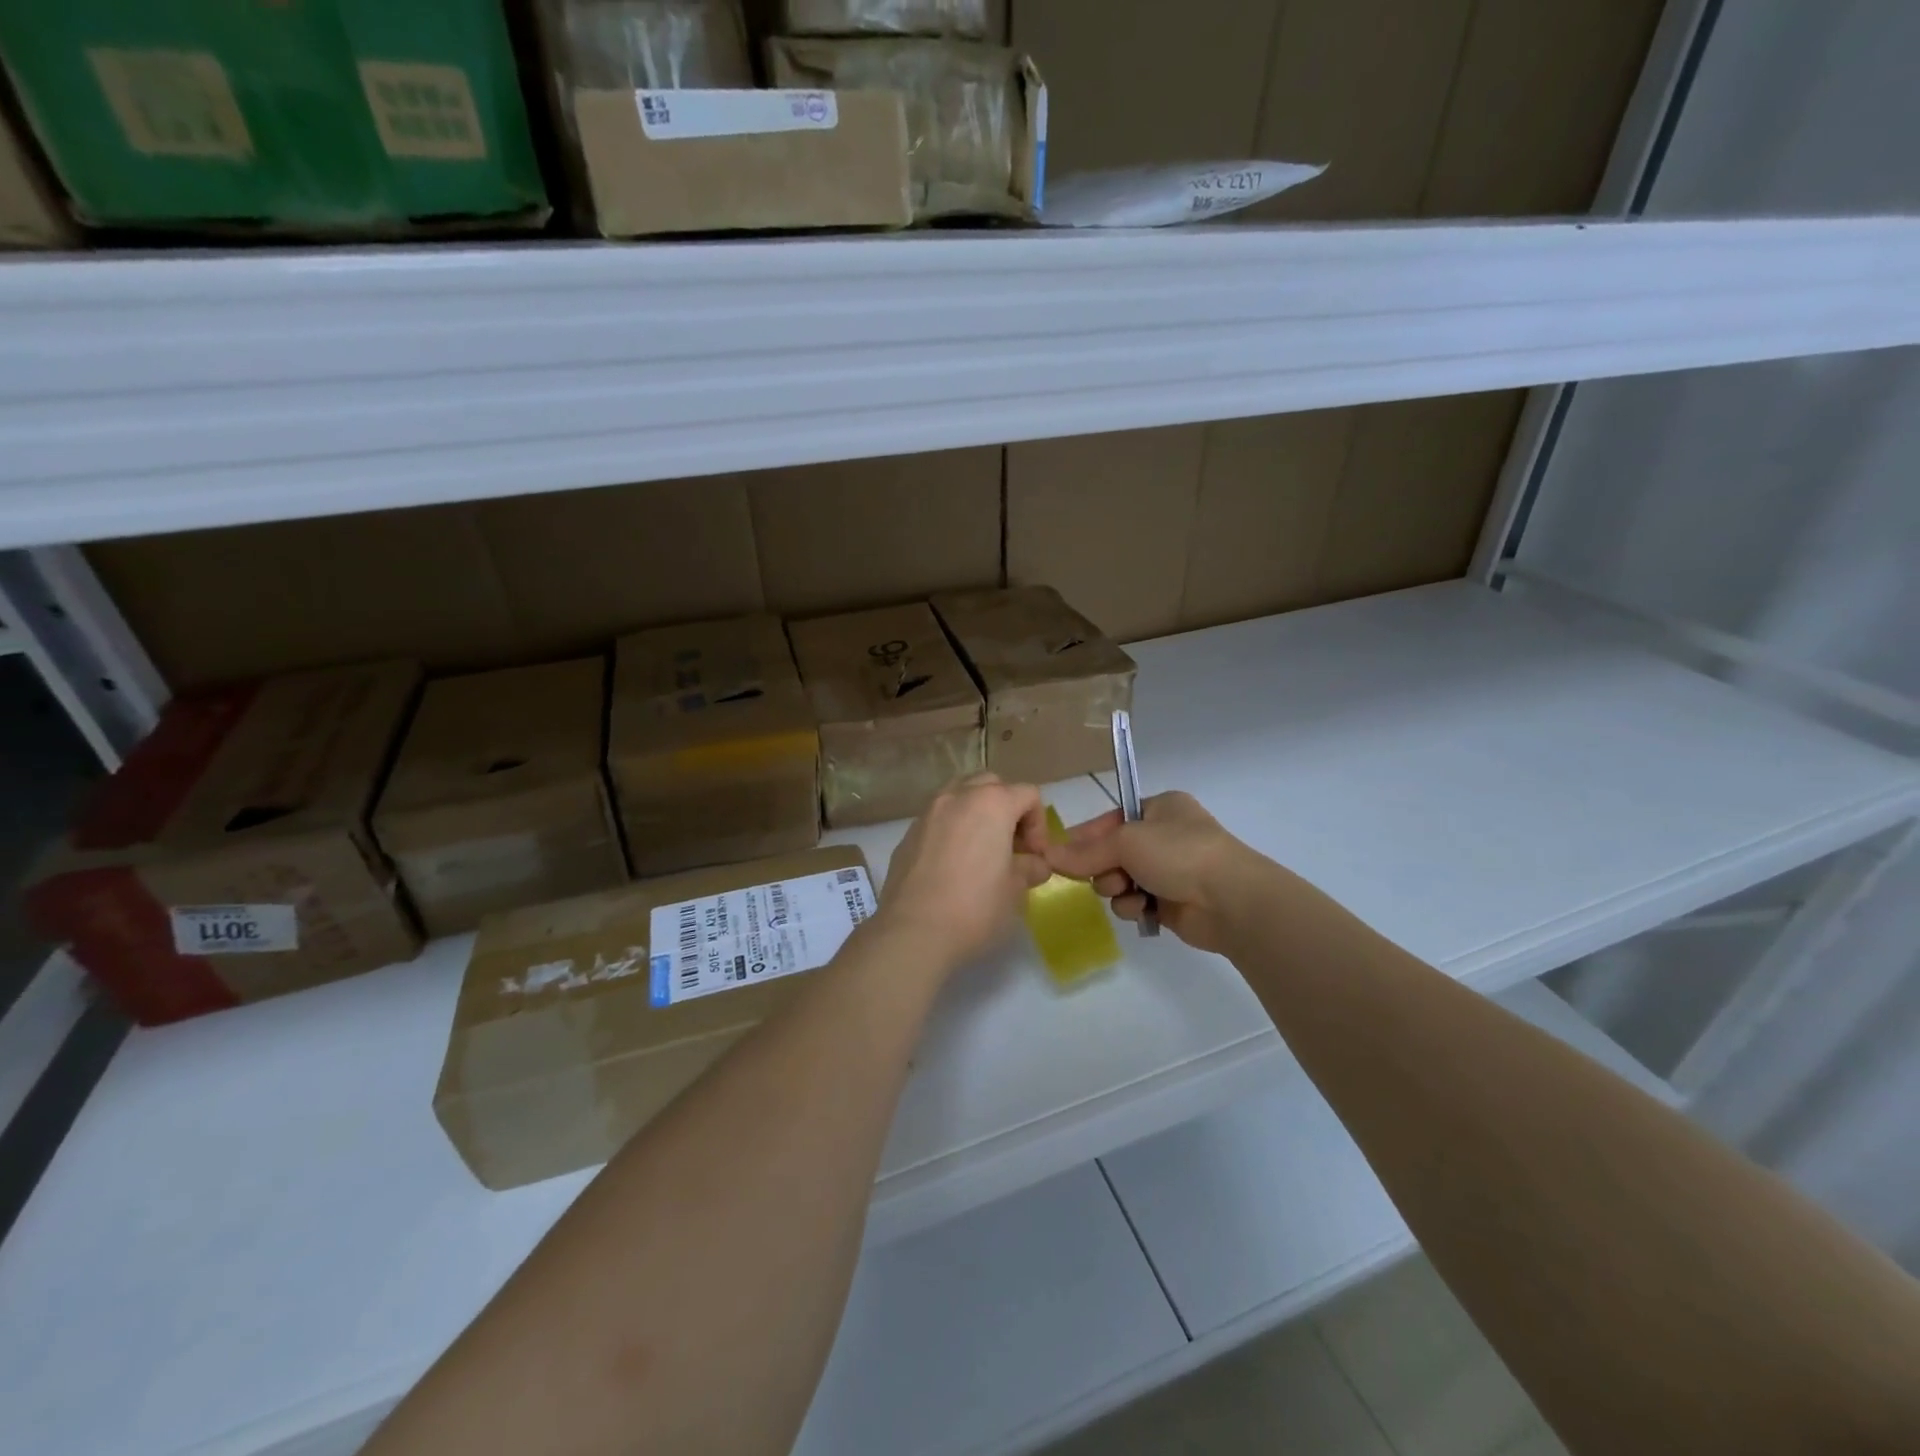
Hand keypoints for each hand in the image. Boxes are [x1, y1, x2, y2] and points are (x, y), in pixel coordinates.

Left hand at [877, 773, 1053, 974]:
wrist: (913, 930)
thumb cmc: (975, 906)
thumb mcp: (1015, 889)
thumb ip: (1030, 868)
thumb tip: (1035, 864)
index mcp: (991, 803)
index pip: (1028, 794)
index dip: (1039, 824)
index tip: (1035, 856)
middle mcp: (958, 796)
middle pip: (992, 785)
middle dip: (1007, 809)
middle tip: (1011, 846)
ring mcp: (928, 812)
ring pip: (960, 794)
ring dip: (977, 813)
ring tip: (981, 849)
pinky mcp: (908, 833)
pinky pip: (938, 818)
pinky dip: (953, 828)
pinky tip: (953, 863)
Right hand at [1045, 791, 1271, 954]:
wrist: (1230, 899)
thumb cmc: (1179, 853)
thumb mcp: (1126, 841)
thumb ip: (1085, 851)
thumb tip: (1048, 856)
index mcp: (1160, 808)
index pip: (1111, 818)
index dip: (1086, 836)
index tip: (1060, 853)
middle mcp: (1165, 836)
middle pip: (1112, 852)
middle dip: (1103, 867)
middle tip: (1106, 875)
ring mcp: (1170, 870)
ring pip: (1120, 879)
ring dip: (1116, 888)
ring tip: (1129, 892)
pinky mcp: (1172, 902)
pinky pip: (1135, 902)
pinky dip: (1133, 906)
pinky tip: (1143, 909)